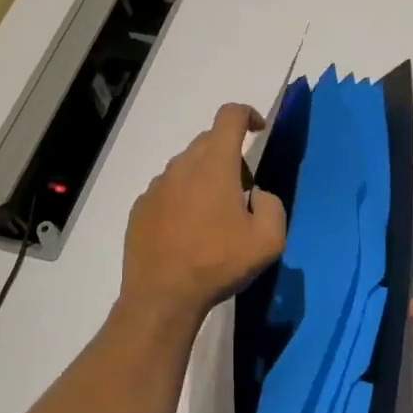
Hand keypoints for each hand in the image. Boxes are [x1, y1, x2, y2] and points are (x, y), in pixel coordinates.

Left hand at [120, 103, 286, 327]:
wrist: (162, 297)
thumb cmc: (218, 264)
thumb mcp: (268, 240)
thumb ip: (272, 205)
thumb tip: (257, 195)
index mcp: (214, 165)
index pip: (229, 116)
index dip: (247, 114)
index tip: (258, 130)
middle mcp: (182, 166)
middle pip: (209, 142)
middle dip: (230, 156)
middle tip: (242, 193)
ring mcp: (156, 186)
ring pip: (186, 167)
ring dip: (204, 179)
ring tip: (213, 219)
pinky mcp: (140, 208)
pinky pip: (167, 191)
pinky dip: (182, 199)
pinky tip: (187, 233)